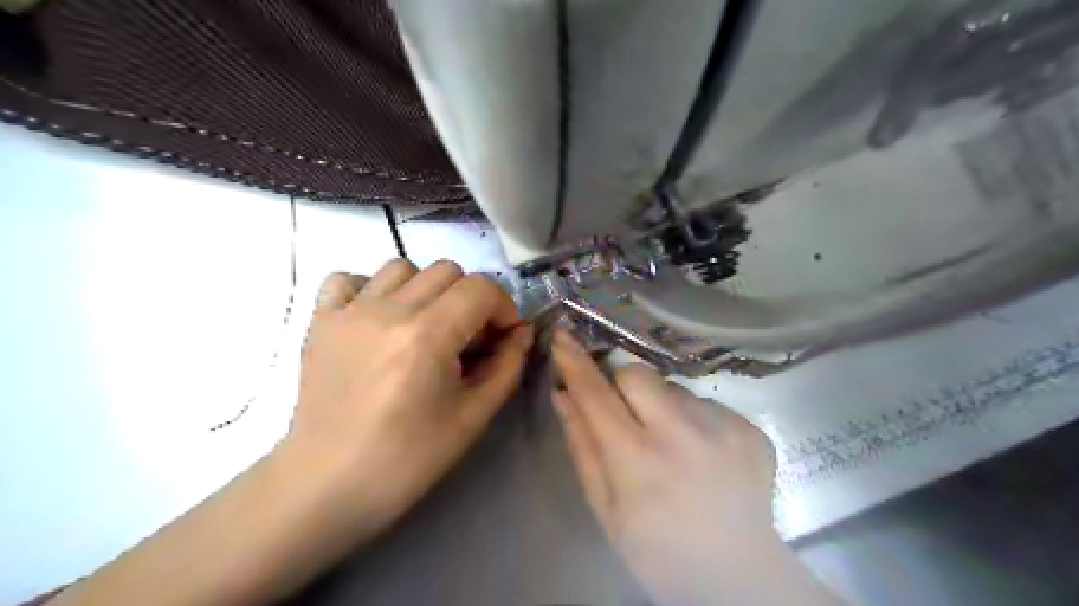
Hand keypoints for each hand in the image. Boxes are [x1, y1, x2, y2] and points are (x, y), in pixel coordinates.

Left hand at [276, 261, 528, 538]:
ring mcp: (349, 311)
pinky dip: (370, 288)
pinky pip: (348, 278)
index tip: (503, 338)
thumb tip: (522, 333)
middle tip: (468, 338)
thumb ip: (507, 367)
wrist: (327, 485)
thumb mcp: (473, 418)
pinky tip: (378, 318)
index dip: (503, 307)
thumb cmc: (407, 459)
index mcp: (427, 335)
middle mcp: (388, 310)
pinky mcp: (321, 321)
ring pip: (402, 267)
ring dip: (426, 289)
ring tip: (425, 326)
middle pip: (447, 271)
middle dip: (471, 299)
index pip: (481, 288)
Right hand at [552, 331, 837, 605]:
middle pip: (637, 373)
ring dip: (664, 409)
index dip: (574, 362)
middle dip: (623, 386)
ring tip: (676, 449)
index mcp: (637, 460)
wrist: (737, 578)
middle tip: (630, 418)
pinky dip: (697, 422)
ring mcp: (722, 429)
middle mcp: (681, 435)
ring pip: (674, 389)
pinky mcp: (750, 430)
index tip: (562, 335)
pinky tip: (704, 457)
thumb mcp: (606, 509)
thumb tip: (563, 395)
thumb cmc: (657, 550)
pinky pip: (707, 405)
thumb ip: (583, 447)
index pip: (595, 394)